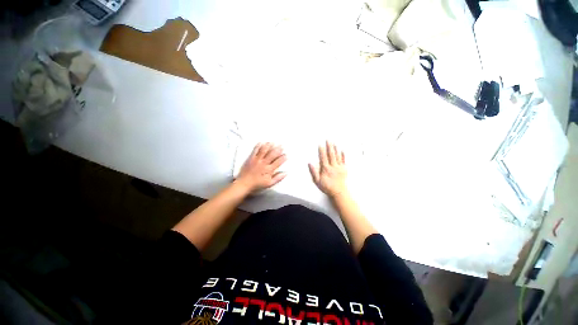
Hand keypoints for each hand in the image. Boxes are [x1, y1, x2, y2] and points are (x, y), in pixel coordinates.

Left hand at [236, 143, 286, 192]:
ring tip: (273, 142)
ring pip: (264, 150)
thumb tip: (286, 173)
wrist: (244, 184)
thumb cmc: (257, 184)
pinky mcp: (250, 158)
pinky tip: (261, 142)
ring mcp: (257, 160)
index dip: (283, 158)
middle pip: (272, 154)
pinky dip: (258, 146)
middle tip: (282, 145)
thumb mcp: (269, 184)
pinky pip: (255, 150)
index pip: (278, 162)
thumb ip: (278, 178)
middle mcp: (264, 163)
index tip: (286, 154)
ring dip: (269, 146)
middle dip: (278, 149)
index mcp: (269, 170)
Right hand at [309, 141, 348, 198]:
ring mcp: (339, 167)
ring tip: (334, 143)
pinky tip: (342, 150)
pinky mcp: (344, 169)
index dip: (321, 151)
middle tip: (328, 140)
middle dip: (329, 147)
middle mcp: (333, 167)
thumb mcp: (317, 181)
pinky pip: (344, 160)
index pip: (323, 157)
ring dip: (335, 149)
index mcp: (326, 169)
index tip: (320, 145)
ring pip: (337, 156)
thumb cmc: (327, 187)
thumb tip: (310, 163)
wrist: (339, 192)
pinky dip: (343, 155)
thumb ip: (313, 172)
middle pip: (331, 155)